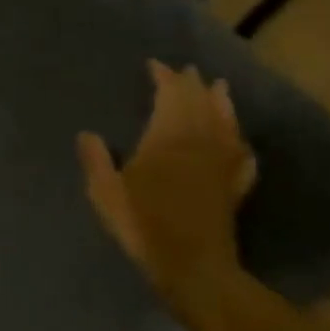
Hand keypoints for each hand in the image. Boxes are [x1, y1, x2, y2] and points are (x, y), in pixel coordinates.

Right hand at [77, 61, 255, 296]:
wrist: (192, 266)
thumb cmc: (143, 223)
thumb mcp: (105, 192)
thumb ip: (96, 160)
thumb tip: (87, 134)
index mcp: (167, 139)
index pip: (170, 97)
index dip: (164, 78)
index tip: (155, 64)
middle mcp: (199, 144)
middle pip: (200, 105)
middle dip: (193, 85)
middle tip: (188, 69)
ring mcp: (221, 166)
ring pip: (226, 125)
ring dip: (222, 104)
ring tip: (220, 89)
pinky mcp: (234, 189)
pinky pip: (242, 158)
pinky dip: (240, 144)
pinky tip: (241, 143)